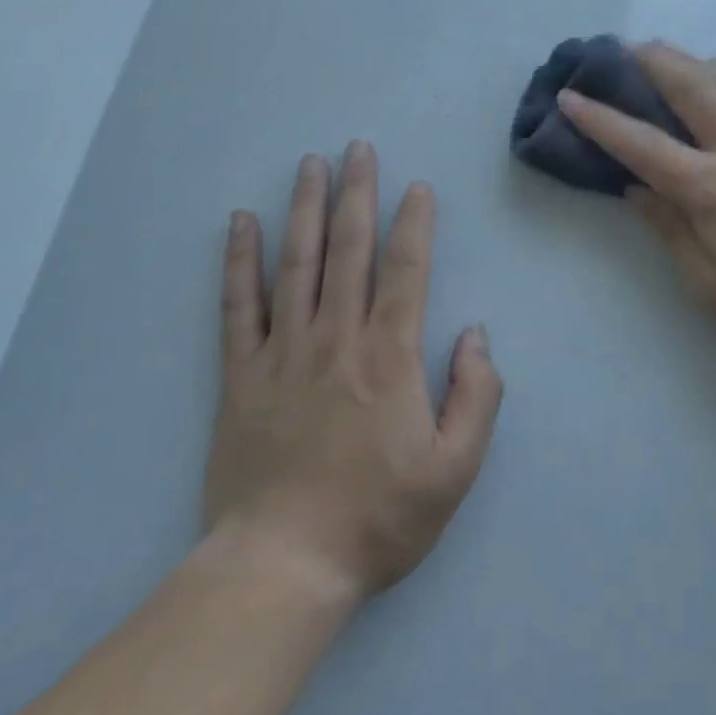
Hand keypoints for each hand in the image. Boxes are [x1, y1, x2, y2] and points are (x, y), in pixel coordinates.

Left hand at [201, 142, 502, 602]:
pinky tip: (239, 223)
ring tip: (311, 164)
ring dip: (305, 208)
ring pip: (296, 263)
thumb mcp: (455, 469)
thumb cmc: (379, 517)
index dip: (415, 223)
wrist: (284, 566)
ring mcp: (283, 351)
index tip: (417, 187)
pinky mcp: (241, 374)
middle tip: (358, 148)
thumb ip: (477, 395)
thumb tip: (475, 334)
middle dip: (357, 194)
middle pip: (349, 249)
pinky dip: (239, 261)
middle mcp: (337, 338)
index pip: (406, 270)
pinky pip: (239, 305)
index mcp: (390, 356)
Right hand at [559, 44, 715, 379]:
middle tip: (623, 47)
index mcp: (714, 191)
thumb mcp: (712, 290)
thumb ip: (672, 231)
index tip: (570, 96)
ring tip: (673, 55)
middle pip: (692, 88)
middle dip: (652, 62)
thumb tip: (638, 190)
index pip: (643, 145)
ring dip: (696, 61)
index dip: (601, 119)